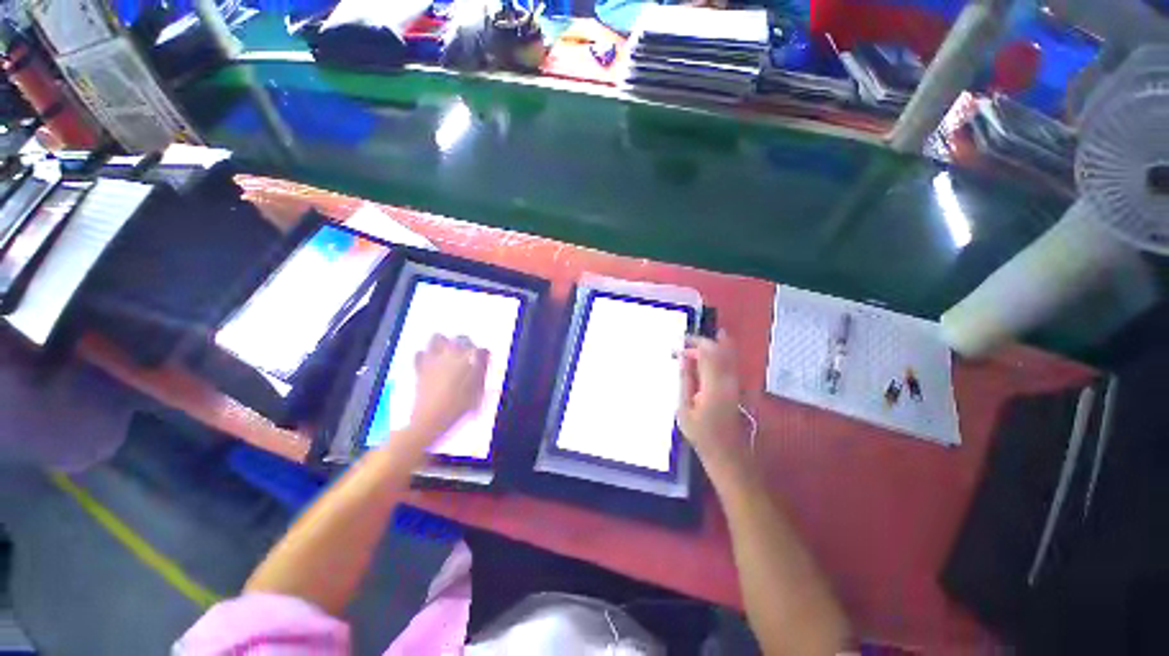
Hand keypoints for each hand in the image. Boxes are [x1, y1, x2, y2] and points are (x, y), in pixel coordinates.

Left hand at [409, 334, 489, 439]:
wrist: (430, 418)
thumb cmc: (459, 407)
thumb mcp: (478, 392)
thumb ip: (482, 374)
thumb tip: (483, 362)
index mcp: (470, 359)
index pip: (482, 350)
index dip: (484, 356)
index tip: (484, 363)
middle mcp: (452, 354)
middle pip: (461, 339)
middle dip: (466, 344)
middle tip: (468, 355)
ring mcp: (434, 358)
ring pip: (438, 338)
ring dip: (445, 342)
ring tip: (448, 352)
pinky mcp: (420, 367)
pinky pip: (421, 353)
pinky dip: (425, 355)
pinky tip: (429, 361)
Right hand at [678, 330, 751, 476]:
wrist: (727, 453)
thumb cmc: (701, 434)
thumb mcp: (684, 409)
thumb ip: (685, 380)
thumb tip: (682, 357)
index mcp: (714, 385)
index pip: (707, 352)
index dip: (694, 342)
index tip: (679, 342)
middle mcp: (729, 380)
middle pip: (720, 349)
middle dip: (701, 342)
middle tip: (683, 345)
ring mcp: (736, 383)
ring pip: (727, 354)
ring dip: (709, 347)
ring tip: (691, 350)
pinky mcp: (738, 387)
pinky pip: (729, 363)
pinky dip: (717, 356)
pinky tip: (704, 359)